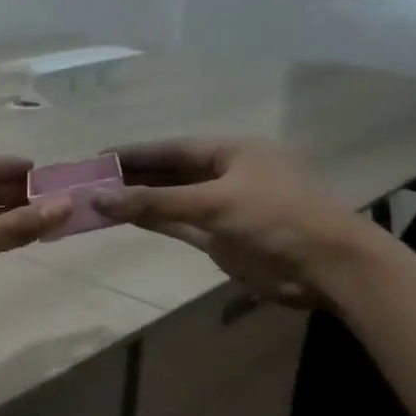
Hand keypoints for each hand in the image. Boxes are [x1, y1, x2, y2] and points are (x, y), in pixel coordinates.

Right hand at [93, 138, 362, 304]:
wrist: (325, 267)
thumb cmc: (276, 219)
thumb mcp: (214, 203)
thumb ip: (157, 201)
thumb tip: (100, 198)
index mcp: (232, 152)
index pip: (173, 149)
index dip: (136, 153)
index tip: (98, 157)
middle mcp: (226, 175)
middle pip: (170, 173)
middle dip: (134, 178)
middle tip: (90, 182)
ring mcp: (223, 208)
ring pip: (172, 201)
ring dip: (140, 202)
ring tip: (99, 201)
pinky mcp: (221, 238)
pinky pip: (180, 225)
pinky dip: (156, 221)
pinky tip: (127, 219)